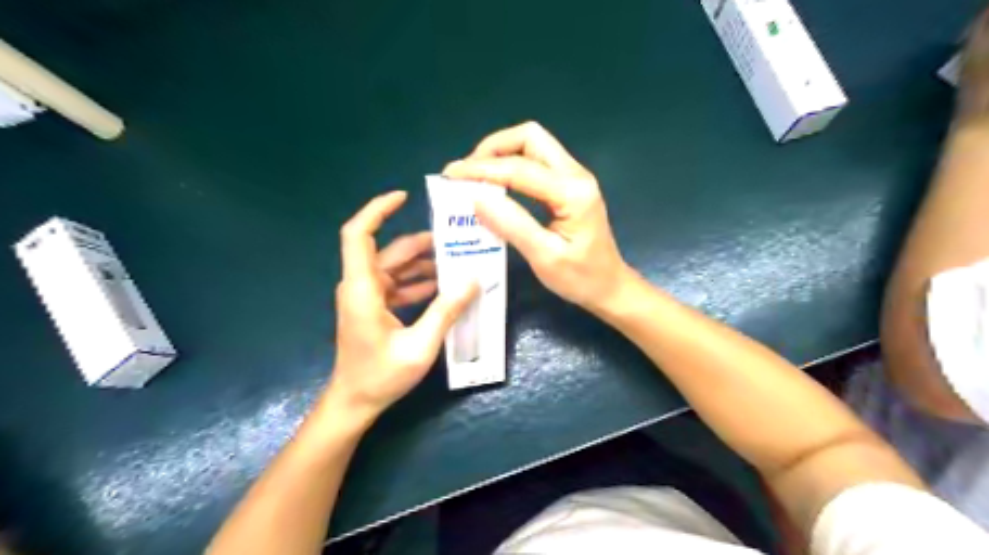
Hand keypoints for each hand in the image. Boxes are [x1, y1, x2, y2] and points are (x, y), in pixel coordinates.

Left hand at [328, 190, 475, 420]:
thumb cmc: (380, 376)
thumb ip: (446, 310)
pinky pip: (398, 285)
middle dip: (422, 243)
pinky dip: (419, 283)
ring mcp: (367, 297)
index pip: (358, 235)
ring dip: (425, 264)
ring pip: (396, 268)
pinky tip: (445, 287)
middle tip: (457, 240)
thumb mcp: (420, 345)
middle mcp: (361, 286)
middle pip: (389, 251)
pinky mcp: (375, 308)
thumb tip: (472, 279)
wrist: (354, 402)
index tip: (403, 197)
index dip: (377, 210)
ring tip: (459, 263)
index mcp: (363, 289)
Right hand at [442, 122, 629, 309]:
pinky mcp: (569, 185)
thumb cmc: (581, 278)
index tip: (449, 176)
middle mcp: (576, 175)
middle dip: (492, 149)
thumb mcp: (544, 257)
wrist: (610, 286)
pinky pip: (536, 161)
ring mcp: (574, 177)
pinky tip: (495, 184)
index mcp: (573, 192)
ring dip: (501, 154)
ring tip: (475, 176)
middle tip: (466, 173)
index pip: (519, 168)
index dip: (481, 169)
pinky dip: (511, 165)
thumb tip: (475, 197)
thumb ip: (511, 224)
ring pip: (533, 145)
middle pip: (529, 138)